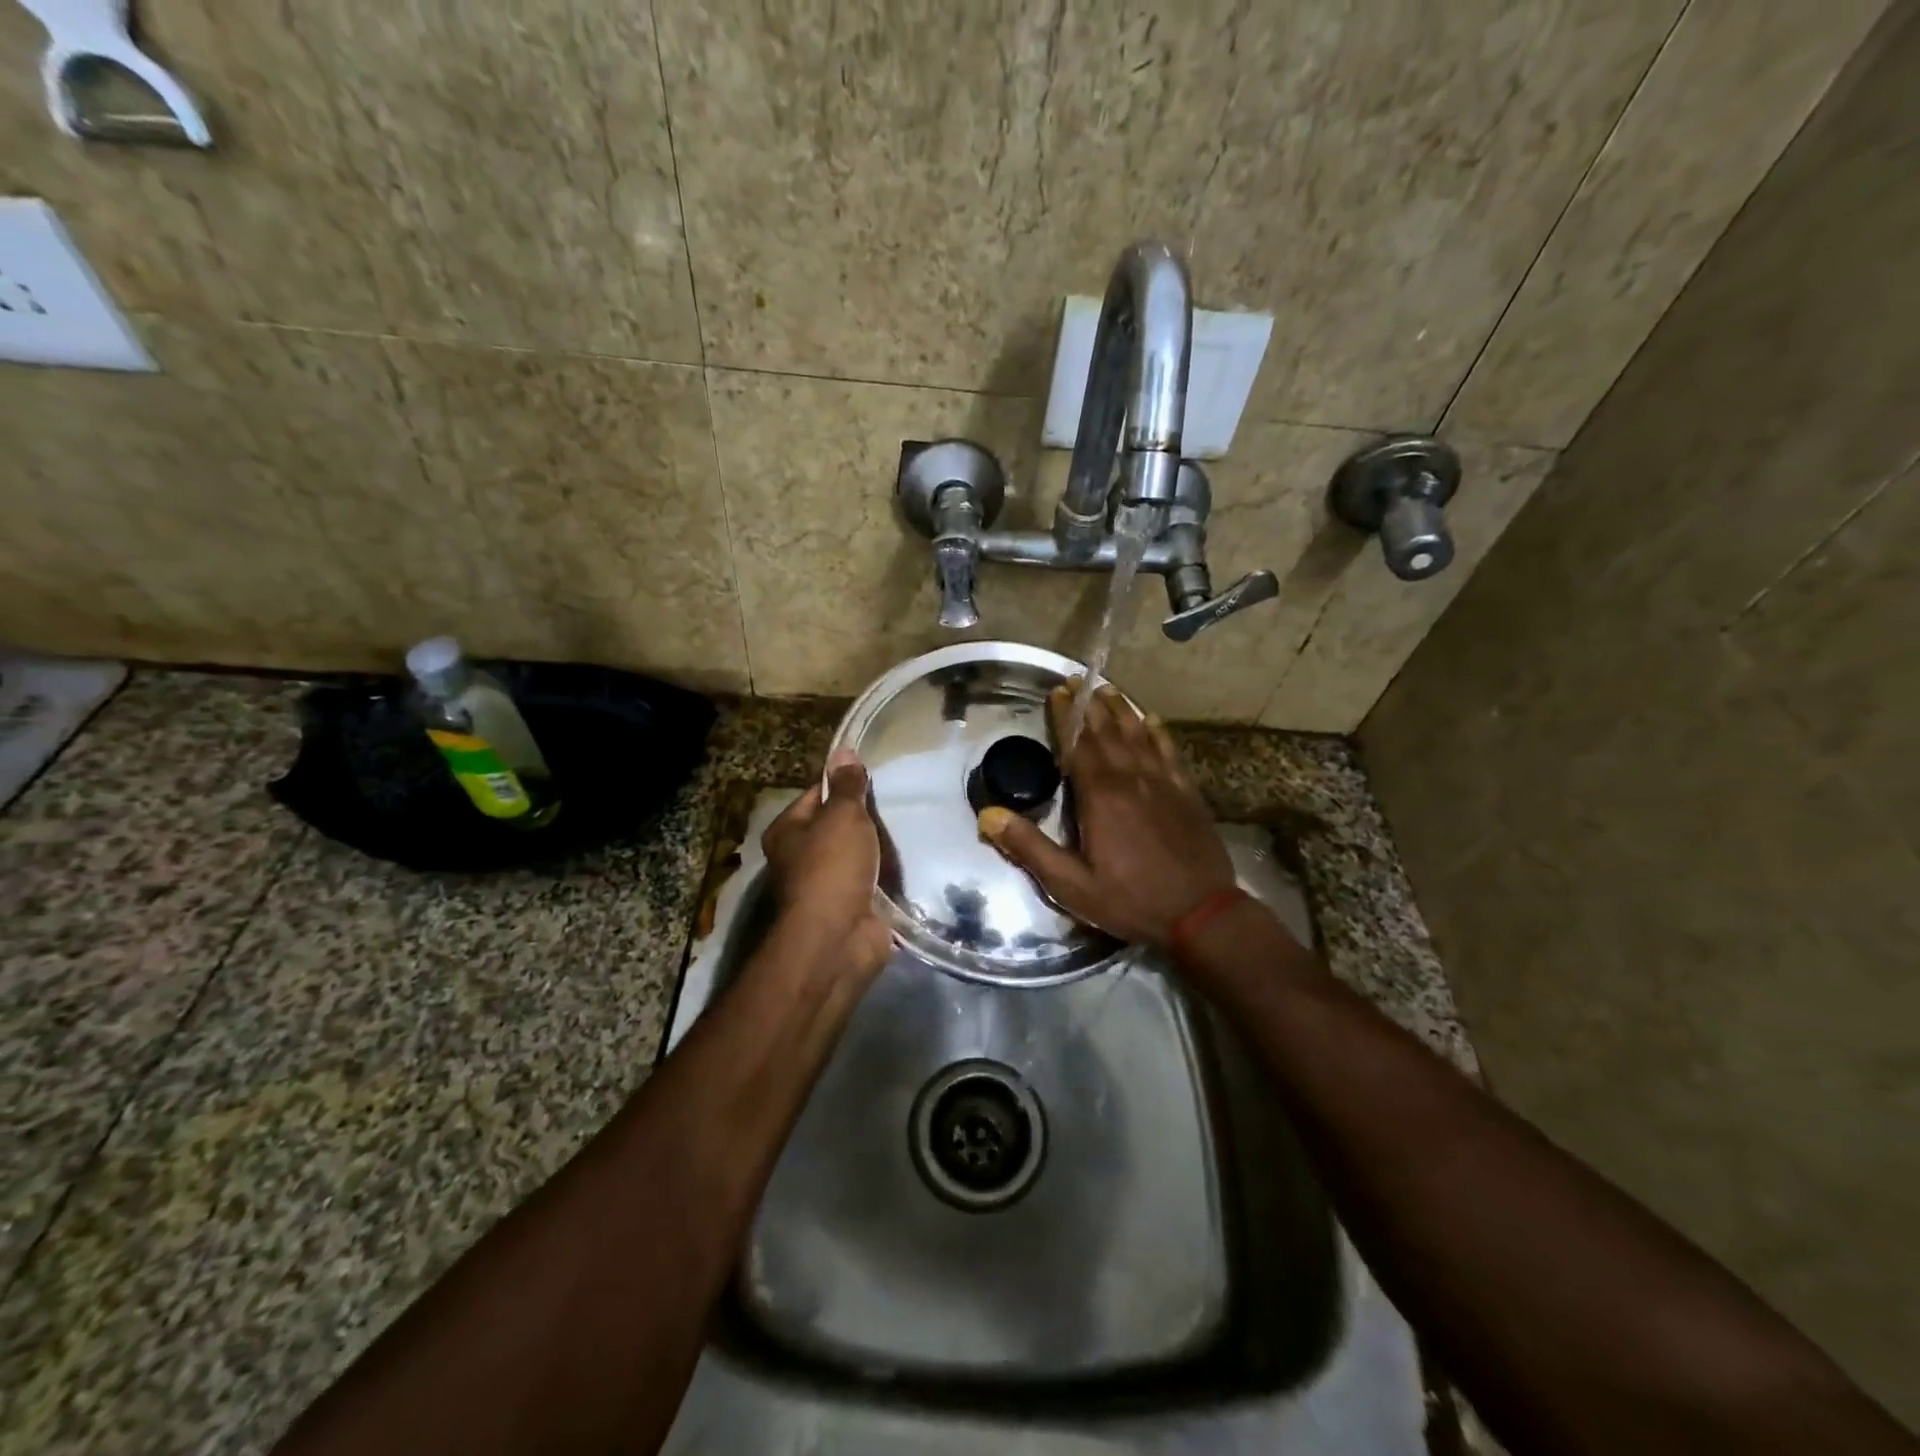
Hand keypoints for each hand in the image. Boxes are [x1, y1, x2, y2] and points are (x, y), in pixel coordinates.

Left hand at [761, 751, 892, 983]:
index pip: (817, 795)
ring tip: (909, 829)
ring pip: (857, 856)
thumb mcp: (843, 815)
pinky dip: (887, 877)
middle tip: (899, 804)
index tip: (875, 778)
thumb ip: (848, 785)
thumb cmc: (832, 866)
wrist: (838, 938)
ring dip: (878, 849)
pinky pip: (872, 883)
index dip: (844, 784)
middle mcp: (800, 858)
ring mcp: (825, 886)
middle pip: (837, 827)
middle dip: (866, 819)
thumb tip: (843, 750)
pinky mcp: (850, 908)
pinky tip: (910, 863)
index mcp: (788, 831)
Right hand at [977, 681, 1236, 947]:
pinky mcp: (1186, 793)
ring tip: (1109, 689)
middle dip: (1090, 705)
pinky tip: (1152, 720)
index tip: (1057, 692)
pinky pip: (1169, 752)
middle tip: (1078, 681)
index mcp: (1101, 796)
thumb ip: (1029, 847)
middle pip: (1108, 732)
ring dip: (1122, 710)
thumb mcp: (1070, 884)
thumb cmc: (1130, 900)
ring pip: (1139, 735)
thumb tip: (988, 815)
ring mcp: (1163, 783)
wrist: (1202, 914)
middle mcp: (1132, 779)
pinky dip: (1158, 732)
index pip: (1078, 745)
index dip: (1066, 717)